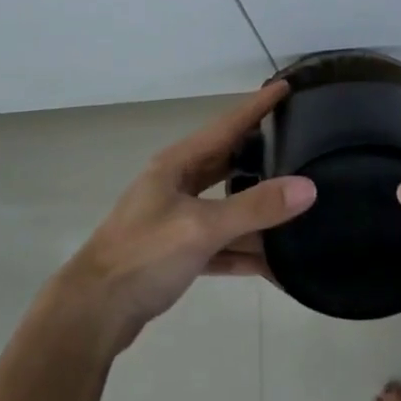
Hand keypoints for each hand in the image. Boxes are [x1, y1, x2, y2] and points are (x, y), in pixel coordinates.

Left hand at [57, 82, 314, 352]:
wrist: (92, 314)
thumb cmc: (143, 256)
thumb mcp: (202, 228)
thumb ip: (255, 207)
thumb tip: (308, 187)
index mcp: (177, 164)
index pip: (226, 125)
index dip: (257, 106)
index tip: (286, 85)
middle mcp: (176, 184)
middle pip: (227, 161)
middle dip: (261, 151)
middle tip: (300, 140)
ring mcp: (176, 219)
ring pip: (226, 205)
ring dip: (257, 210)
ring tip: (297, 202)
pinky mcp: (177, 253)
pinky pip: (220, 244)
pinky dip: (244, 251)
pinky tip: (275, 264)